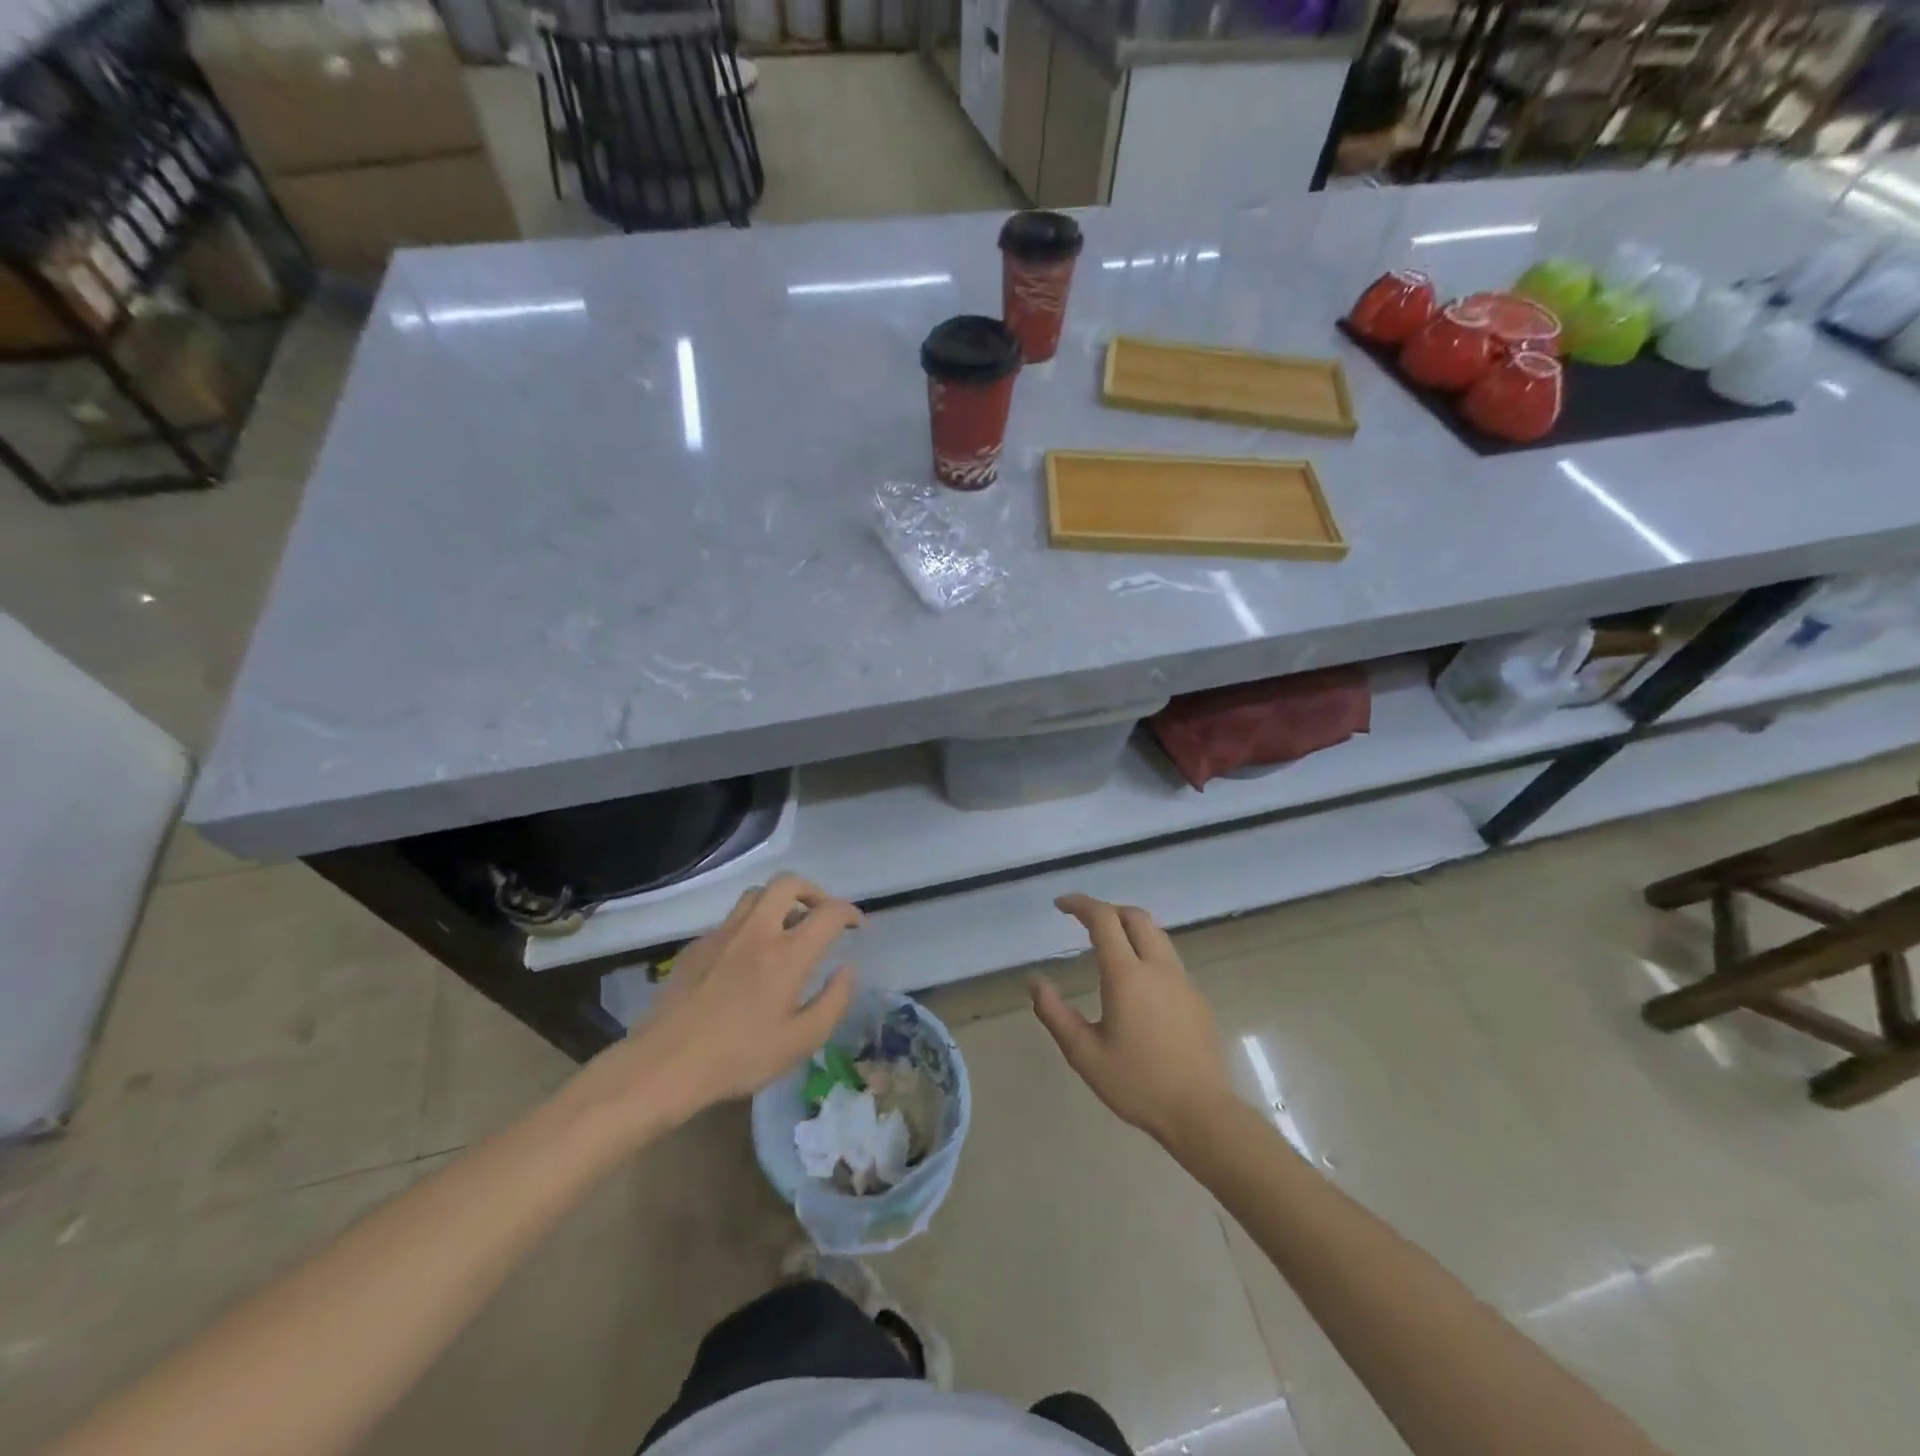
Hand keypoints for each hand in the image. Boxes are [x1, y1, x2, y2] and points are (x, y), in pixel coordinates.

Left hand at [565, 874, 860, 1142]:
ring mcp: (723, 934)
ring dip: (780, 902)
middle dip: (813, 892)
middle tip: (821, 916)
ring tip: (787, 930)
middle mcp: (757, 931)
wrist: (664, 1064)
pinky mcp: (697, 945)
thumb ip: (833, 1002)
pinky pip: (732, 919)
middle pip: (788, 883)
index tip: (857, 925)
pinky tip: (748, 957)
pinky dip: (751, 924)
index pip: (829, 912)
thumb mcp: (800, 1042)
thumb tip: (846, 970)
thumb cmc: (739, 1056)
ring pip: (757, 895)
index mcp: (788, 953)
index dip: (850, 912)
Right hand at [1030, 894, 1235, 1145]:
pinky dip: (1147, 951)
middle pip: (1135, 916)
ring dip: (1130, 927)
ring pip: (1157, 934)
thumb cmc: (1137, 1083)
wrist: (1201, 1112)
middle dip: (1107, 910)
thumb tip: (1034, 982)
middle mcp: (1157, 967)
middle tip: (1084, 922)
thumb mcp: (1085, 1054)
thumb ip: (1055, 1014)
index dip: (1081, 904)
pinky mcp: (1196, 997)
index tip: (1061, 905)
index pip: (1104, 919)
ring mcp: (1182, 980)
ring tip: (1109, 945)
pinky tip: (1137, 982)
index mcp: (1127, 975)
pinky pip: (1168, 958)